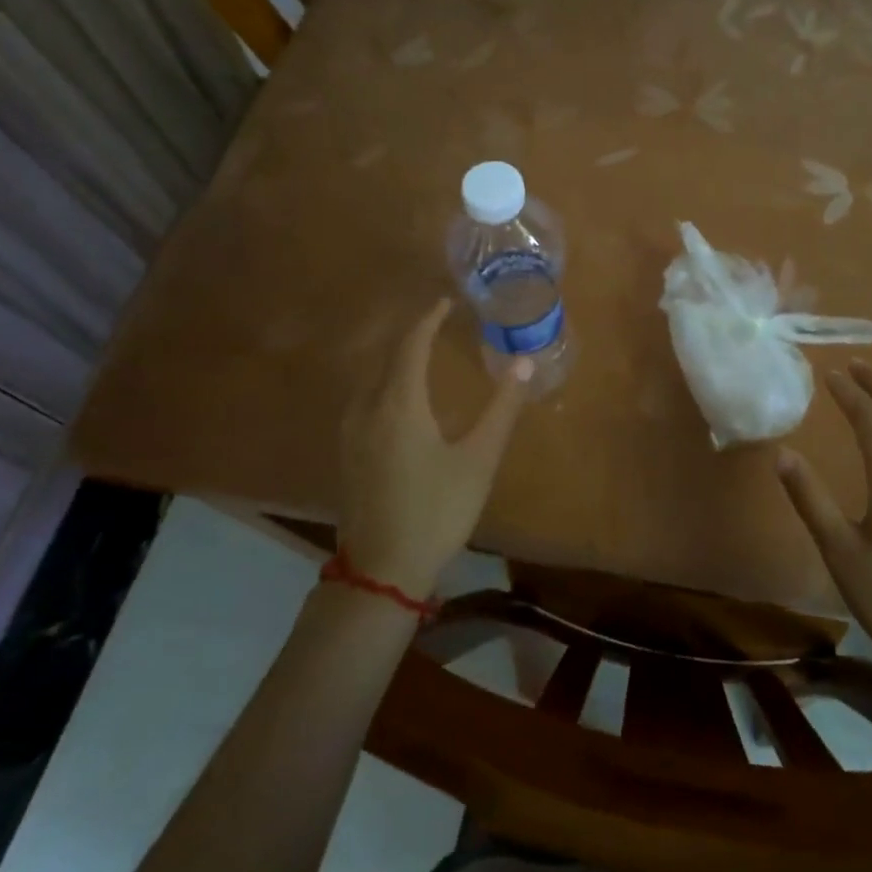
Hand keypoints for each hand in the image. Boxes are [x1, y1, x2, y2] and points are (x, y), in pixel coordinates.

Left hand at [336, 299, 531, 599]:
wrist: (384, 568)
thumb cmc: (437, 509)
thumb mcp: (479, 458)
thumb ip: (502, 408)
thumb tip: (523, 362)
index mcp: (399, 404)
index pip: (410, 345)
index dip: (428, 320)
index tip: (445, 302)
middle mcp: (368, 409)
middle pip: (385, 357)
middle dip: (410, 335)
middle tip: (436, 323)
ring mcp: (351, 433)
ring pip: (370, 379)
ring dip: (393, 358)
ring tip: (419, 352)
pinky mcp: (348, 454)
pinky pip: (363, 399)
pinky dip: (382, 382)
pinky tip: (397, 397)